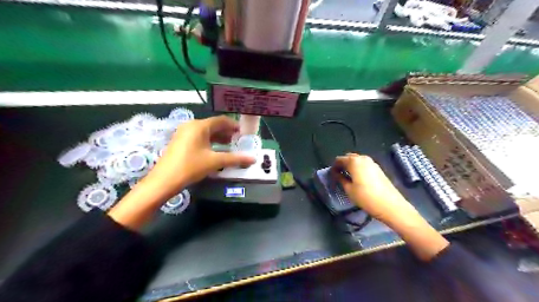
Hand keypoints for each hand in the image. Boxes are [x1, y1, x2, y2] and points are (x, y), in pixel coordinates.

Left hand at [108, 116, 254, 231]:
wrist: (164, 181)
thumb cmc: (191, 167)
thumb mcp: (215, 162)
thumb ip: (235, 159)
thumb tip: (253, 159)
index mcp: (200, 126)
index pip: (221, 120)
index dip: (234, 126)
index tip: (243, 133)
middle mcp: (191, 126)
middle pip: (213, 125)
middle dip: (227, 132)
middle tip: (238, 141)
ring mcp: (184, 133)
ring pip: (206, 132)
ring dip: (219, 138)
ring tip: (230, 146)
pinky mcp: (180, 141)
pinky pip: (199, 137)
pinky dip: (209, 142)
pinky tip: (215, 151)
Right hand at [333, 154, 450, 259]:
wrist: (391, 206)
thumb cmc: (366, 198)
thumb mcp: (349, 189)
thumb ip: (340, 179)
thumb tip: (335, 173)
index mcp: (354, 161)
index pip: (339, 159)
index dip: (334, 166)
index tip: (331, 175)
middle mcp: (363, 158)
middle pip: (349, 157)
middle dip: (342, 164)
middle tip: (338, 175)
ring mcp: (372, 163)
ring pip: (357, 160)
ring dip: (350, 166)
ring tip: (347, 178)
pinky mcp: (378, 169)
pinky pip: (364, 164)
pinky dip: (358, 168)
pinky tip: (358, 179)